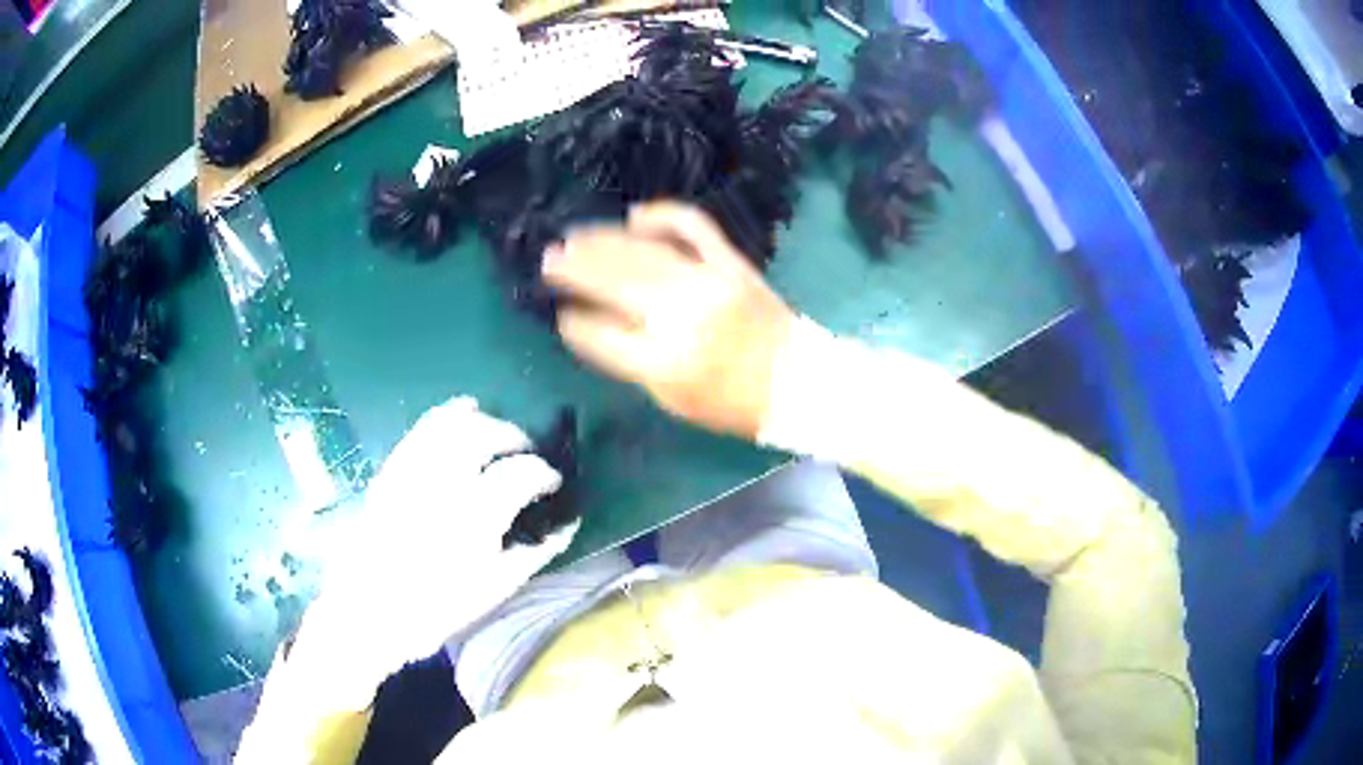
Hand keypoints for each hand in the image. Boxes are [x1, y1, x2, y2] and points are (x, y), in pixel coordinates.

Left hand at [301, 397, 577, 705]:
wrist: (369, 611)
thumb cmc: (436, 608)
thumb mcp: (494, 589)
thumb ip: (534, 553)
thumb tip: (567, 526)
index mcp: (475, 515)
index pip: (521, 473)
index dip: (545, 474)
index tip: (553, 483)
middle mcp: (444, 481)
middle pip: (487, 435)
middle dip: (515, 437)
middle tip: (528, 453)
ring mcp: (412, 470)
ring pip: (453, 422)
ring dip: (483, 420)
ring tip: (497, 433)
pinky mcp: (391, 469)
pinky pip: (422, 428)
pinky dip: (446, 414)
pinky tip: (462, 414)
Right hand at [543, 202, 795, 438]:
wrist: (798, 381)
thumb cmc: (732, 402)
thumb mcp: (671, 399)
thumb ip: (628, 361)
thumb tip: (589, 323)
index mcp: (665, 361)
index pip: (601, 334)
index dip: (574, 323)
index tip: (560, 313)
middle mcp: (682, 315)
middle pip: (614, 281)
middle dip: (574, 269)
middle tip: (548, 260)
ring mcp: (708, 281)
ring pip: (642, 250)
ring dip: (601, 240)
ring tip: (573, 238)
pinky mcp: (731, 262)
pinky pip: (692, 226)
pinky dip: (662, 215)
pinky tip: (635, 216)